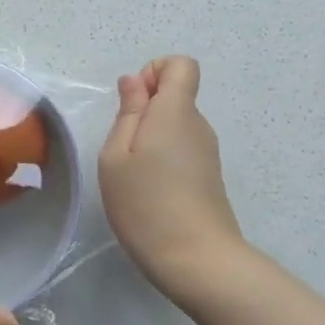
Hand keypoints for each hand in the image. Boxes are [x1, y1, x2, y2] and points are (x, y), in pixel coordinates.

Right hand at [99, 56, 245, 299]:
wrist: (196, 260)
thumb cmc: (145, 204)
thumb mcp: (116, 156)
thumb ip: (128, 112)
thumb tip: (134, 81)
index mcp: (176, 111)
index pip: (181, 65)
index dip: (153, 72)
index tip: (132, 104)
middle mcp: (198, 124)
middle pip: (175, 95)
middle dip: (144, 110)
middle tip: (122, 149)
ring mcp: (207, 151)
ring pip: (176, 124)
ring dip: (150, 137)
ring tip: (133, 174)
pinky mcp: (208, 175)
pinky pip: (182, 148)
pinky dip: (162, 157)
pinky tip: (150, 190)